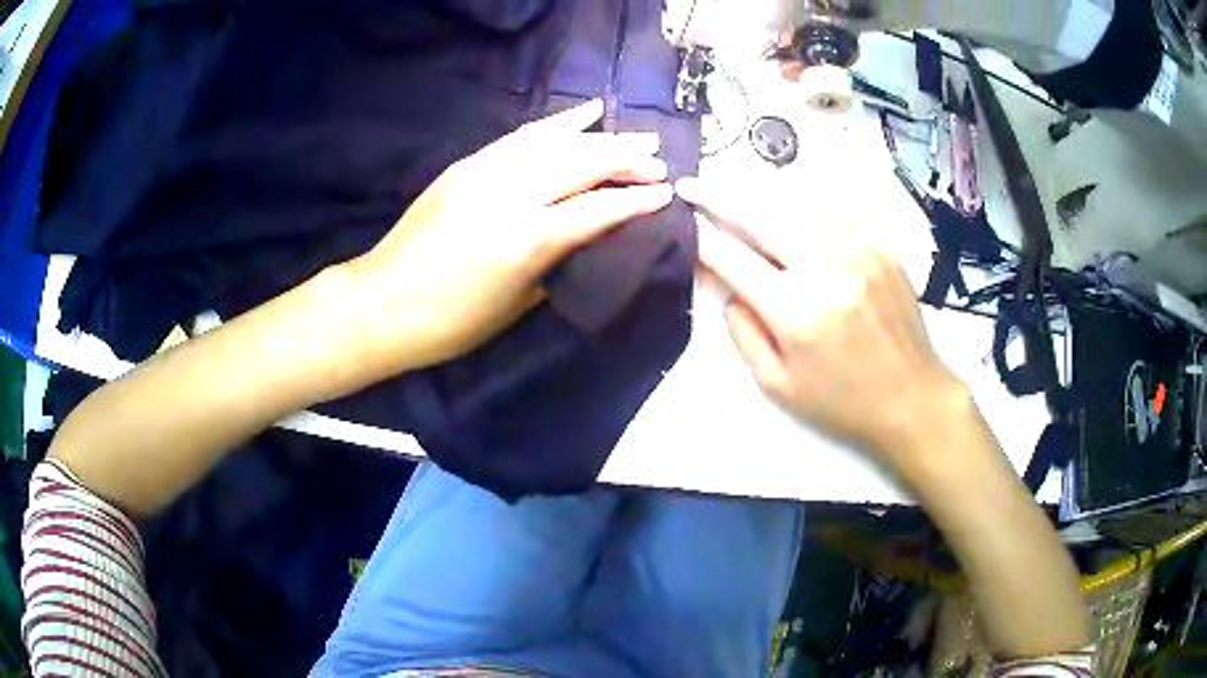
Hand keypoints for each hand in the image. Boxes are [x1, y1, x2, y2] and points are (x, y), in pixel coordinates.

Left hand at [347, 100, 672, 370]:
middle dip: (627, 160)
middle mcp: (511, 195)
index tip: (665, 194)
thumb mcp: (517, 305)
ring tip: (634, 137)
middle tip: (658, 161)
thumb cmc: (452, 323)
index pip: (598, 209)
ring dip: (600, 137)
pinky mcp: (468, 164)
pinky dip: (557, 123)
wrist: (383, 303)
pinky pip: (522, 136)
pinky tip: (582, 113)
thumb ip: (557, 263)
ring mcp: (486, 172)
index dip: (636, 200)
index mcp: (527, 241)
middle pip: (582, 164)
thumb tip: (587, 237)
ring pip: (556, 142)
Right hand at [676, 177, 967, 468]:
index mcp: (796, 311)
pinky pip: (833, 211)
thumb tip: (728, 287)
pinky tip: (791, 208)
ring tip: (735, 188)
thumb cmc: (842, 402)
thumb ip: (744, 332)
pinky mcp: (880, 246)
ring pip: (797, 203)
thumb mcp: (778, 385)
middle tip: (693, 185)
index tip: (682, 225)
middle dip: (718, 197)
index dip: (700, 240)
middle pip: (761, 215)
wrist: (912, 397)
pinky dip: (804, 205)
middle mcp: (826, 268)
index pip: (732, 260)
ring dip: (760, 194)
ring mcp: (858, 250)